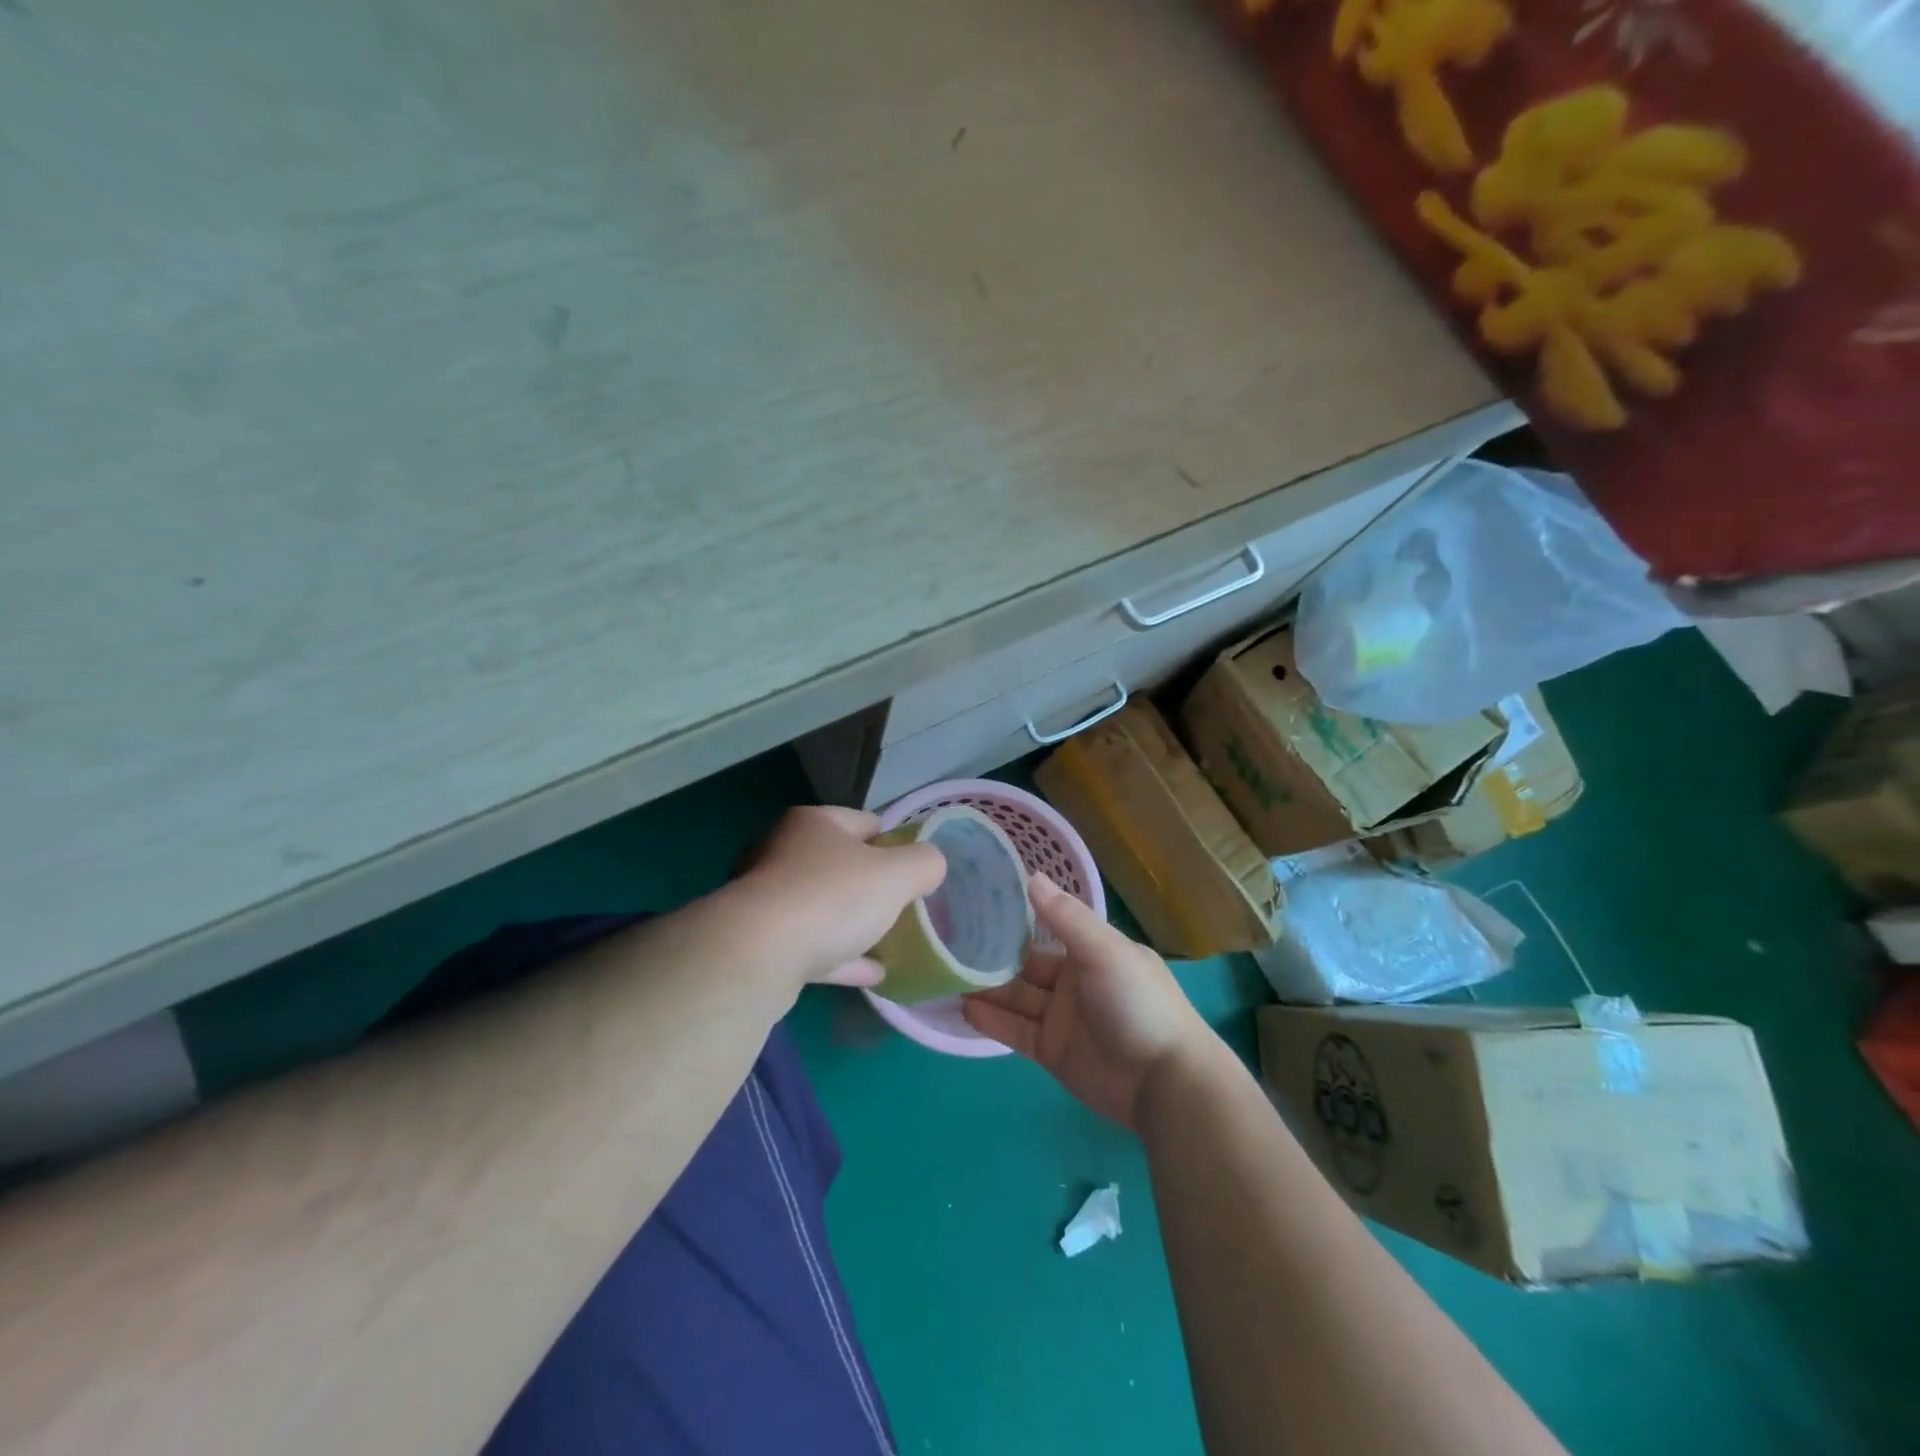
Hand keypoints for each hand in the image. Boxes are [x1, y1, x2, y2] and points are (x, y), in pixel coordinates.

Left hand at [728, 806, 947, 989]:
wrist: (755, 955)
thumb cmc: (832, 898)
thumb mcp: (896, 875)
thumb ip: (923, 863)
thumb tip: (930, 864)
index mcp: (813, 823)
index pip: (865, 822)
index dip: (894, 843)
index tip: (913, 871)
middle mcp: (783, 851)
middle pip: (840, 863)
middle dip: (871, 884)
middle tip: (902, 905)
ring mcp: (766, 897)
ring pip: (822, 906)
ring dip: (853, 922)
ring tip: (889, 940)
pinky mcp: (758, 940)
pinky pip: (810, 944)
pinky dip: (839, 955)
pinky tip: (871, 974)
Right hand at [962, 874, 1214, 1129]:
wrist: (1164, 1082)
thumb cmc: (1138, 1003)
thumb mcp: (1105, 951)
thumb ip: (1066, 917)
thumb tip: (1030, 875)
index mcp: (1090, 950)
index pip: (1046, 927)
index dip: (1014, 917)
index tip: (975, 902)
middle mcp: (1073, 980)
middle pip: (1025, 963)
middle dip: (992, 955)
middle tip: (947, 941)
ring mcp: (1061, 1018)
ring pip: (1016, 997)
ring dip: (985, 987)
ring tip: (945, 973)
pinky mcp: (1051, 1051)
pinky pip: (1015, 1031)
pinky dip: (991, 1020)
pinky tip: (962, 1008)